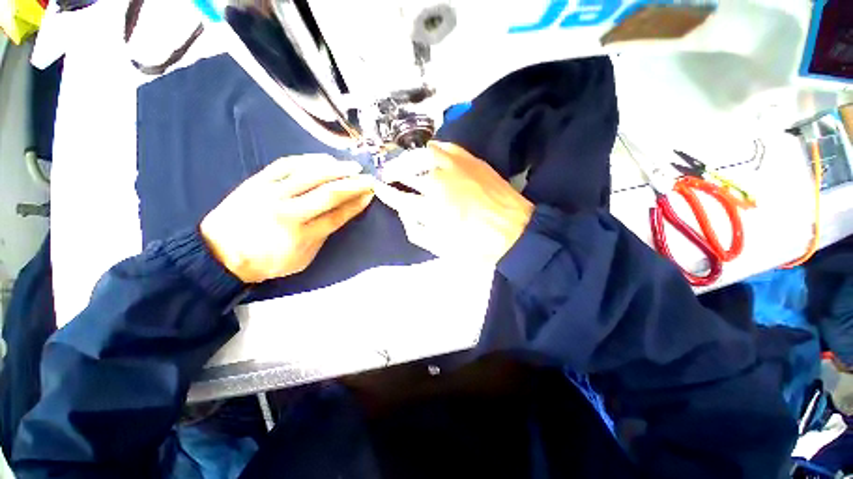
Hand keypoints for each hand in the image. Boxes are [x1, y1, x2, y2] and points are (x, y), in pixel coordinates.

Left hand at [201, 154, 373, 282]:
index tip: (370, 194)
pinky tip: (324, 159)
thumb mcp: (302, 258)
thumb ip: (323, 234)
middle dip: (353, 184)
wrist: (221, 254)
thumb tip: (342, 213)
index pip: (336, 215)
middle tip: (369, 178)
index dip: (356, 204)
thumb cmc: (267, 261)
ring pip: (309, 175)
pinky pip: (286, 164)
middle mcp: (287, 211)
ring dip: (336, 169)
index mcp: (299, 235)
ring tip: (352, 167)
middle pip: (327, 193)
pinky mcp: (257, 181)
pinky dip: (308, 159)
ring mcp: (270, 193)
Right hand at [374, 142, 532, 263]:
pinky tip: (430, 153)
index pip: (397, 196)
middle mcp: (436, 182)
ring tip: (405, 162)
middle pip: (405, 170)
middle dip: (391, 172)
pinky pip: (445, 146)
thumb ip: (416, 231)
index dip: (385, 191)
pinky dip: (433, 148)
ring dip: (408, 158)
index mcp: (428, 208)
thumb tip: (404, 213)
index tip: (378, 187)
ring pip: (421, 153)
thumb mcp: (440, 248)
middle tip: (387, 174)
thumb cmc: (475, 246)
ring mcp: (454, 167)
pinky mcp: (470, 159)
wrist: (514, 231)